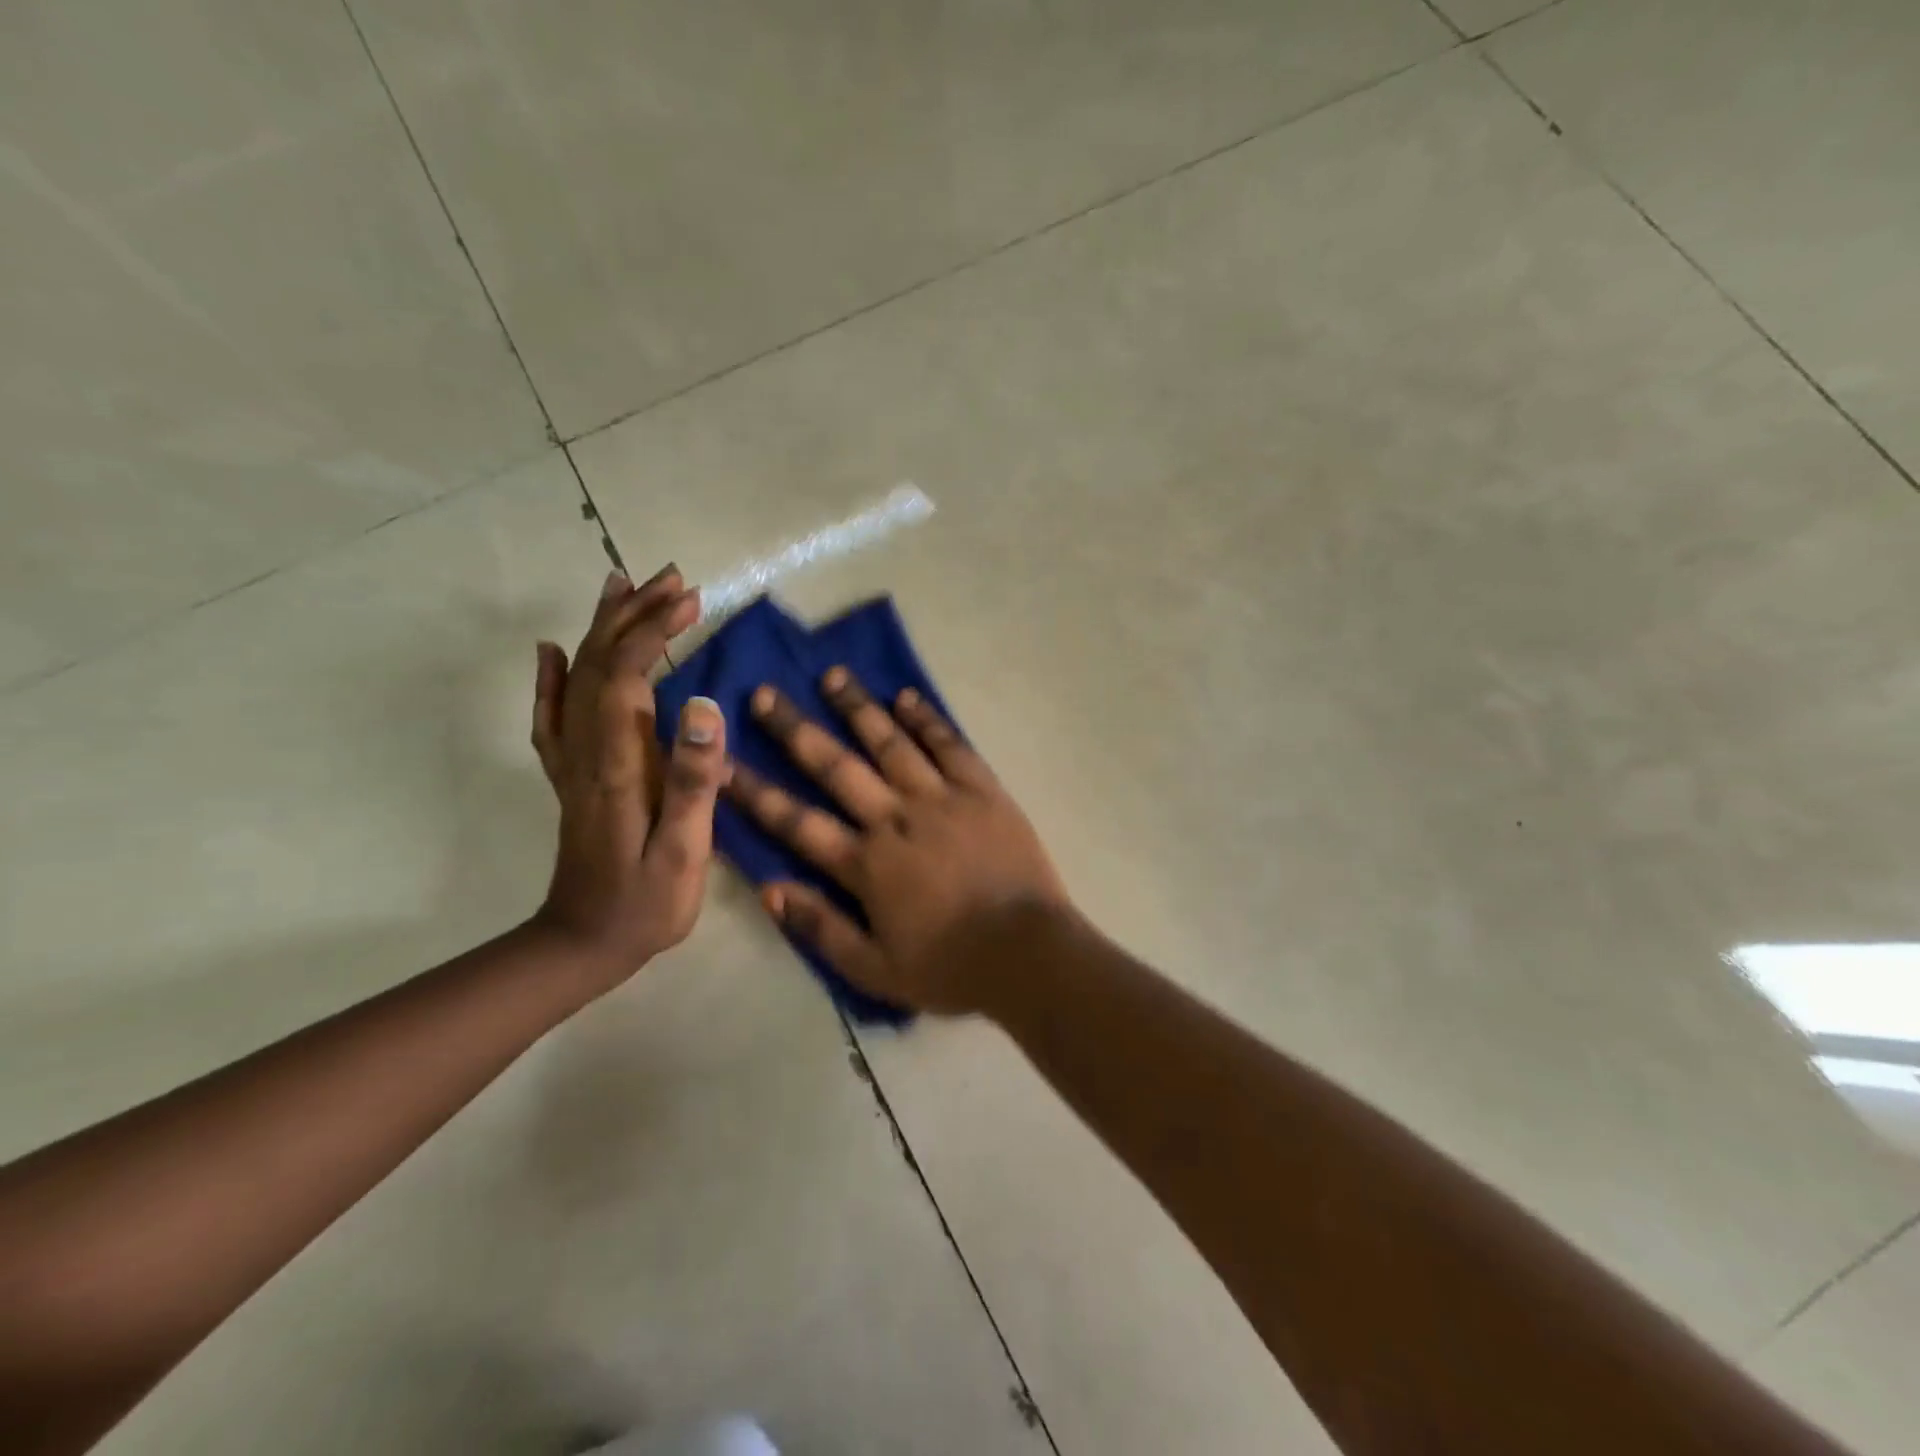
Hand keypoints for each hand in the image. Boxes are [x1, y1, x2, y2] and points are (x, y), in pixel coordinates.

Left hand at [529, 564, 727, 985]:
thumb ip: (693, 779)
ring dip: (602, 629)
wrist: (583, 944)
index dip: (655, 631)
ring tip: (621, 585)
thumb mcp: (684, 850)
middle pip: (600, 664)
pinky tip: (552, 651)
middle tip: (671, 578)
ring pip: (577, 678)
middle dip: (635, 615)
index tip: (690, 600)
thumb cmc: (646, 902)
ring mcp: (573, 762)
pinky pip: (553, 716)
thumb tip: (704, 706)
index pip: (628, 675)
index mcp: (617, 763)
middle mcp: (587, 750)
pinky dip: (552, 676)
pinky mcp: (572, 777)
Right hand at [725, 668, 1070, 1014]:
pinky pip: (950, 746)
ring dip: (858, 708)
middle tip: (764, 693)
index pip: (796, 821)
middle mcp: (896, 819)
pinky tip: (905, 696)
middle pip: (837, 766)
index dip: (754, 792)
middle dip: (795, 729)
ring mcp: (941, 798)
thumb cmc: (951, 967)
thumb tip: (768, 888)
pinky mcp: (982, 790)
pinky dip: (926, 719)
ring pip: (891, 743)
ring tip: (833, 675)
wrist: (1028, 953)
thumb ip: (820, 928)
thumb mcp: (875, 970)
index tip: (721, 760)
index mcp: (867, 863)